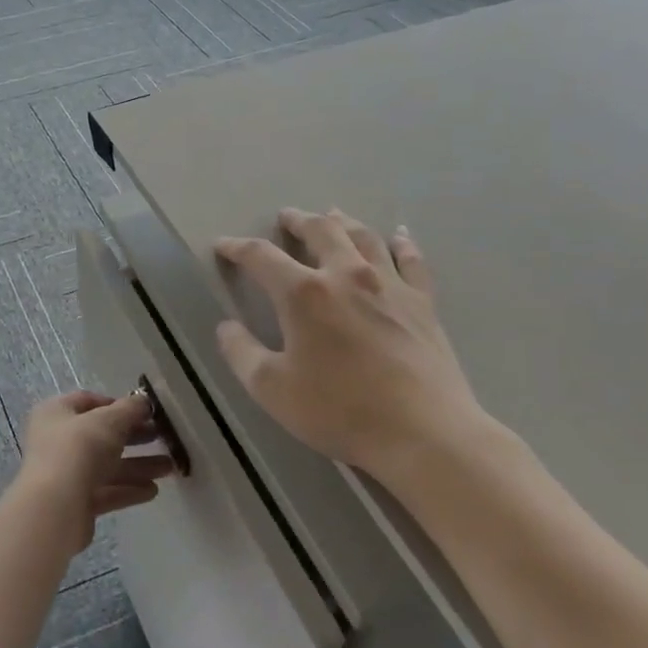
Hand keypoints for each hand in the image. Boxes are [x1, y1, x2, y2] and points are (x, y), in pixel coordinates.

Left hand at [14, 391, 172, 555]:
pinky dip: (128, 489)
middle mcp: (56, 440)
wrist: (54, 508)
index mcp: (56, 413)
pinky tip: (153, 490)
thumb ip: (129, 409)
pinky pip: (106, 491)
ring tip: (169, 468)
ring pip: (106, 465)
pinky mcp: (75, 502)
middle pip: (101, 435)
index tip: (145, 412)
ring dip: (138, 465)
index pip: (88, 401)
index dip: (117, 404)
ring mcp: (65, 473)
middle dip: (134, 437)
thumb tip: (144, 401)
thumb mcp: (108, 421)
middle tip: (162, 438)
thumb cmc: (78, 449)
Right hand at [214, 208, 498, 474]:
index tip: (223, 245)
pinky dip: (401, 243)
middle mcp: (346, 275)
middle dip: (298, 221)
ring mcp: (389, 285)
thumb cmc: (340, 410)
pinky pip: (411, 261)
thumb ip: (241, 353)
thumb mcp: (272, 389)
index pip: (261, 257)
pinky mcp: (422, 303)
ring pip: (363, 236)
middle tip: (286, 217)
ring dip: (342, 222)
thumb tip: (226, 327)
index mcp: (304, 293)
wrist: (424, 433)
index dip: (237, 248)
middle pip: (320, 231)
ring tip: (332, 215)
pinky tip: (398, 235)